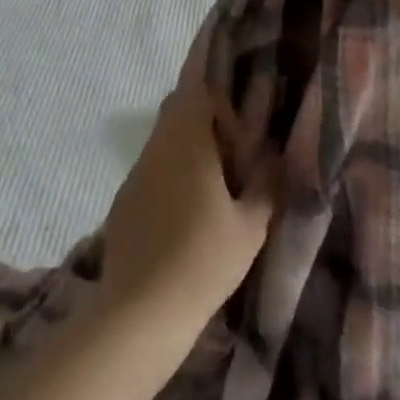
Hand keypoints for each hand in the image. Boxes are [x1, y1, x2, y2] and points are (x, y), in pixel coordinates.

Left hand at [98, 66, 274, 326]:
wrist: (141, 312)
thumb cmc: (203, 261)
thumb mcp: (251, 227)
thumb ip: (266, 185)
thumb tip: (275, 159)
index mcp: (187, 140)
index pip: (195, 88)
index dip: (219, 99)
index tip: (239, 130)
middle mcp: (157, 146)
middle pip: (177, 109)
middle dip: (206, 120)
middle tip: (233, 153)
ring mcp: (136, 172)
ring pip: (163, 139)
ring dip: (188, 149)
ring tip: (214, 188)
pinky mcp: (124, 199)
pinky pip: (151, 169)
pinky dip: (170, 175)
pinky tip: (185, 216)